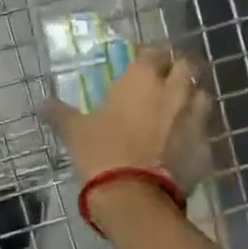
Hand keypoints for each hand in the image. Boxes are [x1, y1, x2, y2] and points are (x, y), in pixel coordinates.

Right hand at [38, 45, 214, 190]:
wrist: (134, 198)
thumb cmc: (101, 153)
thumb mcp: (74, 131)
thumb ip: (59, 113)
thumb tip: (41, 104)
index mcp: (142, 78)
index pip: (155, 51)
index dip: (149, 56)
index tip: (140, 63)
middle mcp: (174, 90)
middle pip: (186, 67)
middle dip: (177, 72)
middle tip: (162, 83)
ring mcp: (195, 118)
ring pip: (202, 96)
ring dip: (191, 99)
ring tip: (176, 111)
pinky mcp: (206, 147)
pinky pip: (204, 132)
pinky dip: (194, 134)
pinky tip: (182, 145)